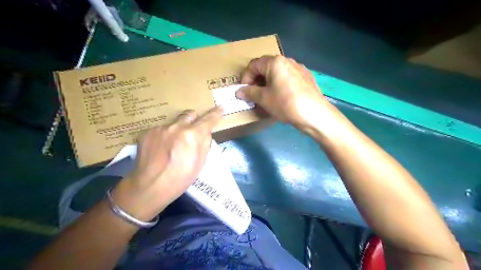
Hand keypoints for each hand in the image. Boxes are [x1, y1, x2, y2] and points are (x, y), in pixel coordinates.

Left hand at [112, 107, 222, 222]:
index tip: (220, 108)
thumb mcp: (201, 162)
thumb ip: (205, 143)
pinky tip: (161, 149)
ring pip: (174, 123)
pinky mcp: (147, 132)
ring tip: (172, 147)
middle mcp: (176, 126)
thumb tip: (205, 132)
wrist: (151, 186)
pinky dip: (164, 136)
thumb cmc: (181, 178)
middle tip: (192, 133)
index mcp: (192, 135)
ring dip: (177, 130)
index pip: (208, 119)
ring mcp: (160, 128)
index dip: (216, 114)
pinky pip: (161, 129)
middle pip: (190, 114)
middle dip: (193, 121)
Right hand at [237, 54, 330, 130]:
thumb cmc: (285, 103)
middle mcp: (288, 60)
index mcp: (275, 62)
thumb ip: (249, 93)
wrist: (314, 114)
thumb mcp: (264, 99)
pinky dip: (280, 85)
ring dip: (268, 83)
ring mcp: (299, 68)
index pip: (254, 65)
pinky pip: (288, 78)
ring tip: (267, 96)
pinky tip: (282, 97)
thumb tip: (239, 91)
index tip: (244, 91)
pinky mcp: (307, 77)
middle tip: (254, 94)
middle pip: (266, 67)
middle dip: (257, 80)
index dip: (246, 78)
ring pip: (278, 73)